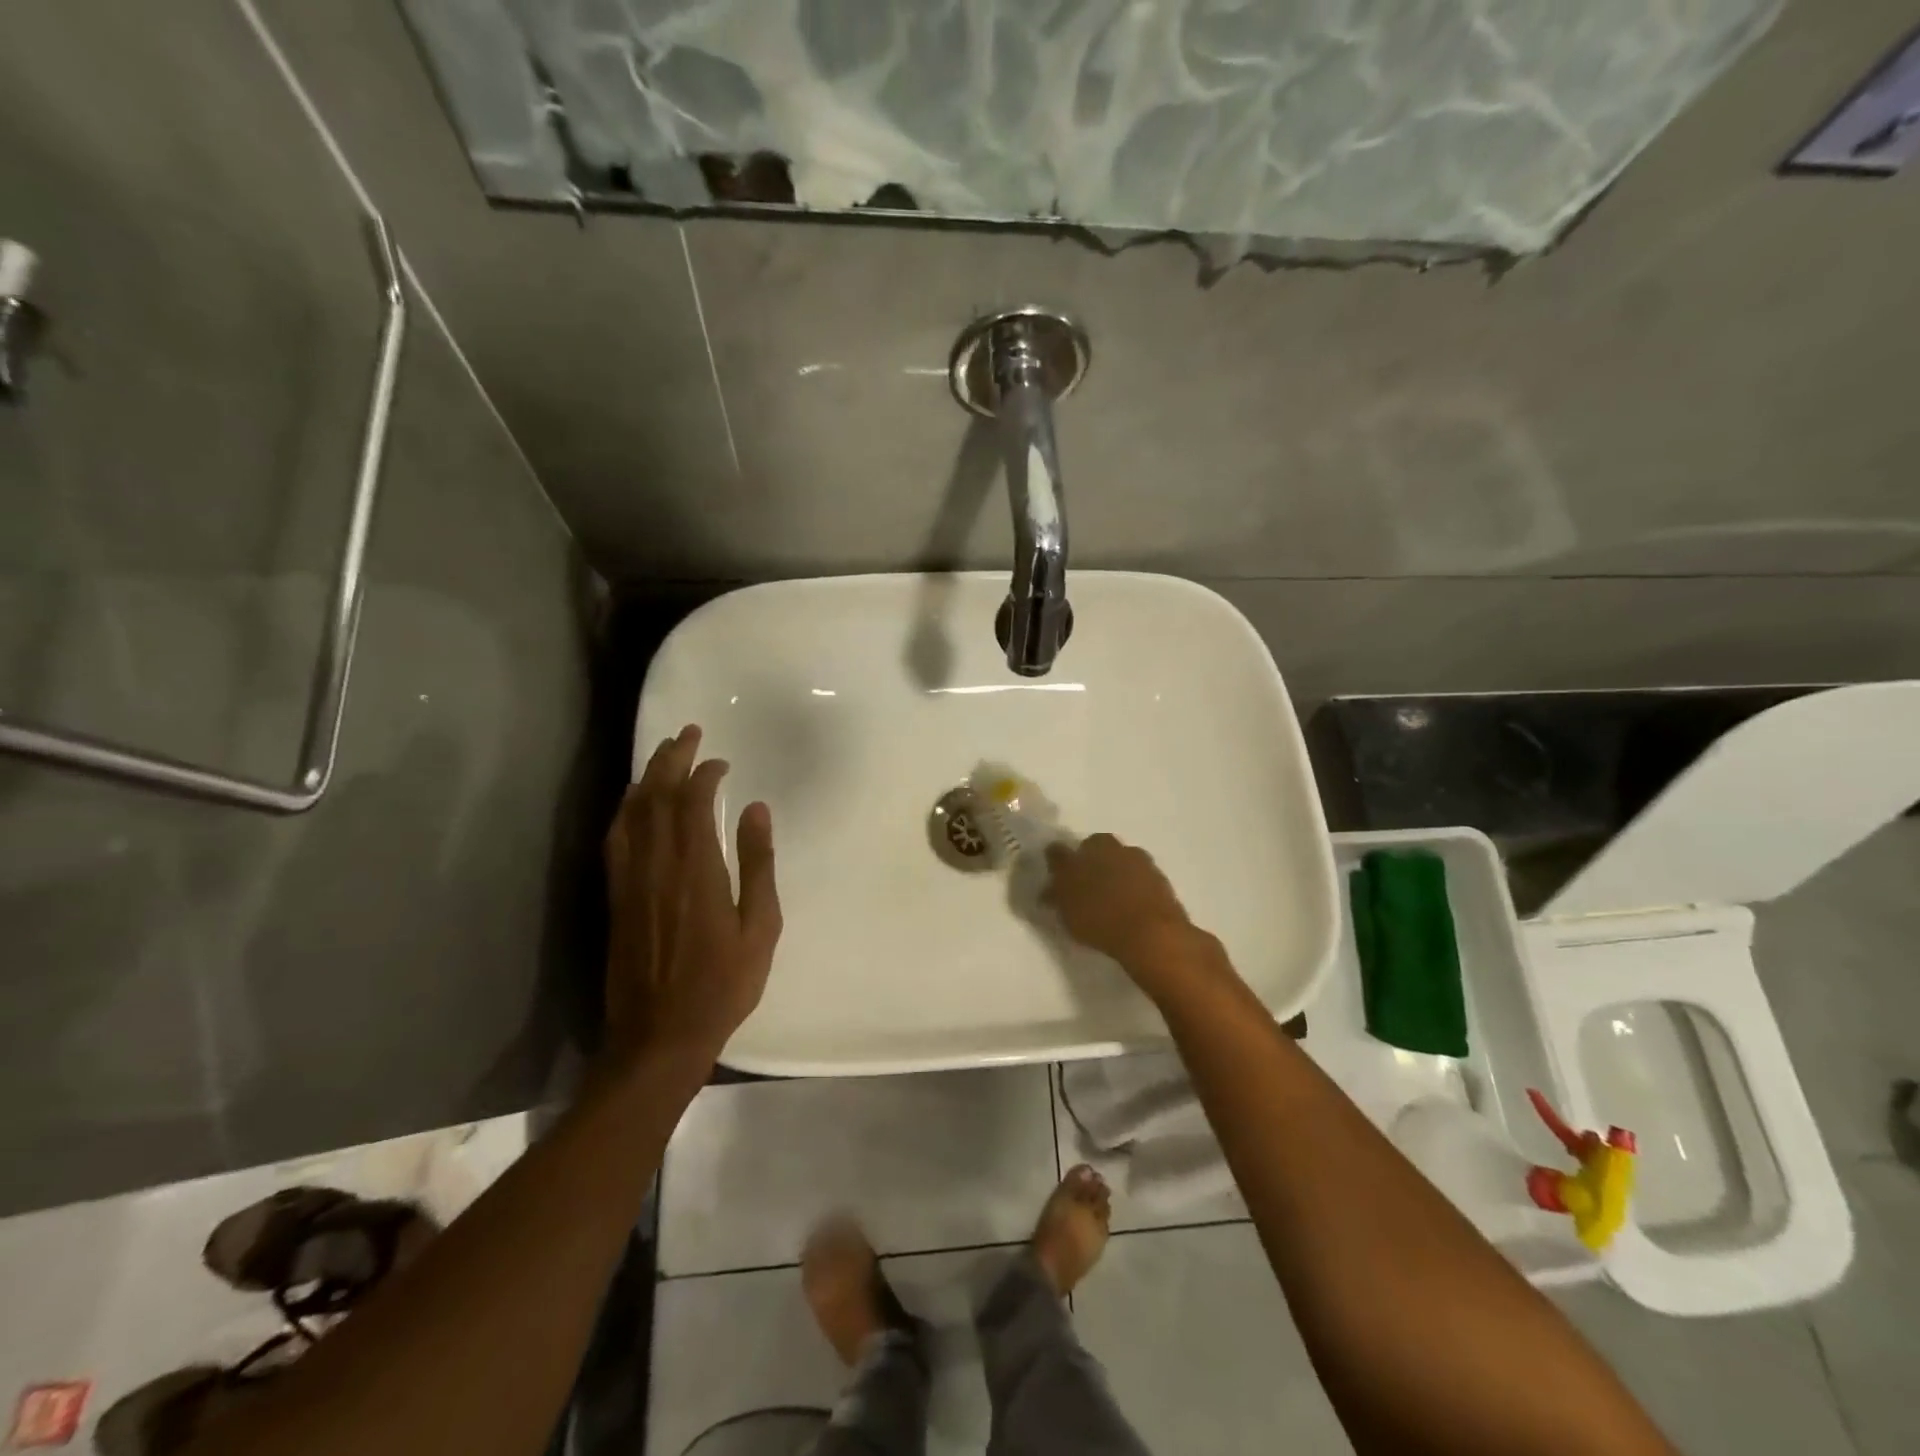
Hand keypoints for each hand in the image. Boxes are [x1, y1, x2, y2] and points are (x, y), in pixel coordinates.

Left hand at [604, 725, 781, 1068]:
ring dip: (647, 777)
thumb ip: (758, 865)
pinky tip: (632, 802)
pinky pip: (616, 839)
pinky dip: (625, 810)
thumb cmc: (723, 984)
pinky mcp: (615, 897)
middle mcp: (657, 865)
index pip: (694, 803)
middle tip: (688, 733)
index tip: (721, 761)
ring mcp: (630, 880)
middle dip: (672, 759)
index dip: (705, 774)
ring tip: (662, 754)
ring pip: (632, 813)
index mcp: (696, 870)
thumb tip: (757, 810)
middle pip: (658, 797)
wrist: (659, 1036)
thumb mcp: (760, 927)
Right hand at [1043, 833, 1205, 989]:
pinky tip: (1129, 911)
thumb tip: (1049, 886)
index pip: (1066, 850)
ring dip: (1115, 878)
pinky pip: (1140, 883)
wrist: (1153, 935)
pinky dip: (1133, 892)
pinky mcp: (1163, 883)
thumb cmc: (1100, 916)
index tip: (1057, 884)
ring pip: (1122, 866)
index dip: (1060, 867)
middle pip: (1098, 852)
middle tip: (1083, 892)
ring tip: (1108, 904)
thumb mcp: (1066, 907)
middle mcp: (1118, 848)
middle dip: (1090, 867)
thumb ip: (1056, 891)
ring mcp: (1143, 863)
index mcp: (1091, 846)